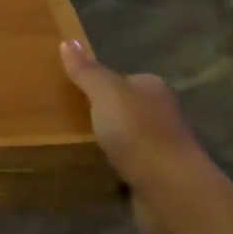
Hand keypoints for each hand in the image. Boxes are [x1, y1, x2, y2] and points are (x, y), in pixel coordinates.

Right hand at [59, 39, 212, 233]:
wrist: (170, 192)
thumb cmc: (138, 133)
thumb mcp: (106, 93)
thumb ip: (86, 71)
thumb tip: (68, 41)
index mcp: (152, 89)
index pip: (122, 79)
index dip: (97, 83)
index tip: (68, 90)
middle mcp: (160, 116)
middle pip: (122, 109)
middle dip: (99, 114)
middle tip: (62, 117)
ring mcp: (158, 150)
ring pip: (123, 140)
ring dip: (103, 144)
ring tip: (67, 143)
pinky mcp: (153, 180)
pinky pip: (122, 169)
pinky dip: (108, 170)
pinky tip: (86, 170)